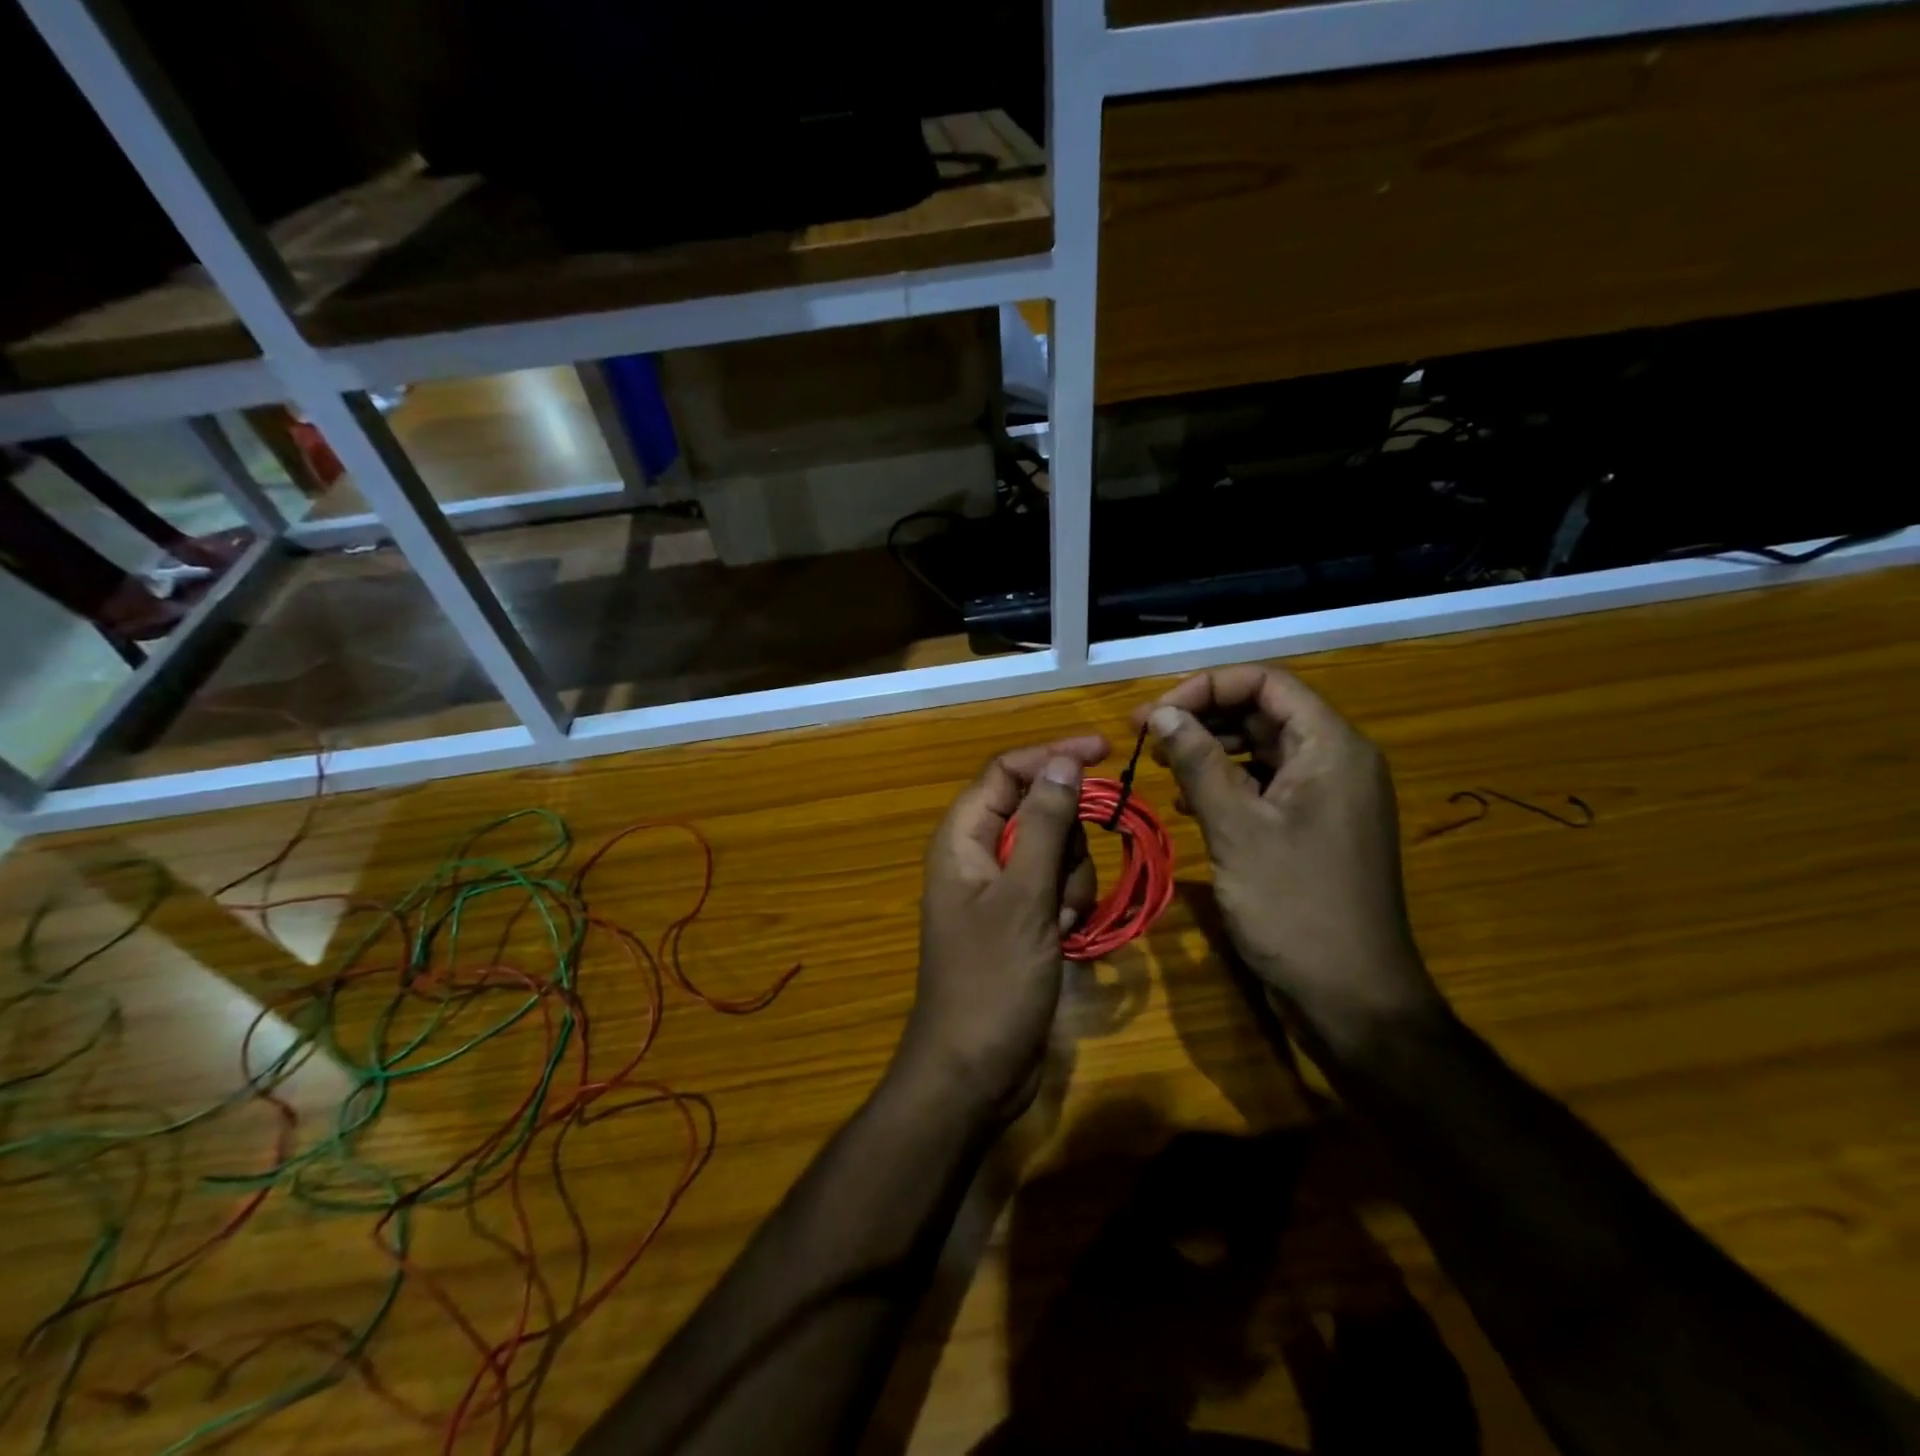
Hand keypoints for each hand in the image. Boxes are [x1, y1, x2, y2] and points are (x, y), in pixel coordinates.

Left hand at [901, 737, 1106, 1123]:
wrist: (975, 1072)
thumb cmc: (993, 981)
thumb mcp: (1025, 898)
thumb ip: (1045, 825)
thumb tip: (1063, 761)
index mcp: (963, 838)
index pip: (1006, 771)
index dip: (1052, 755)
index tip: (1104, 753)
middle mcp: (978, 854)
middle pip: (1037, 810)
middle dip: (1067, 839)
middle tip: (1065, 883)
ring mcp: (999, 889)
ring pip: (1054, 851)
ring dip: (1071, 880)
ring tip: (1061, 923)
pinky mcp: (1019, 919)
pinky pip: (1055, 888)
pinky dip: (1068, 905)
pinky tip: (1064, 939)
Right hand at [1131, 666, 1441, 1045]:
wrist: (1352, 997)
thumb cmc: (1295, 907)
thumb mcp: (1237, 828)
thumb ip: (1199, 763)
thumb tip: (1163, 713)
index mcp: (1331, 747)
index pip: (1267, 682)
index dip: (1206, 687)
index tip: (1155, 716)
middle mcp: (1336, 761)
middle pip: (1265, 711)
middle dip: (1204, 717)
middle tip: (1147, 737)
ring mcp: (1328, 797)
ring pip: (1263, 749)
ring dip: (1211, 750)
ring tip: (1161, 766)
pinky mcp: (1315, 828)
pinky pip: (1268, 786)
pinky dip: (1227, 784)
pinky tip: (1189, 804)